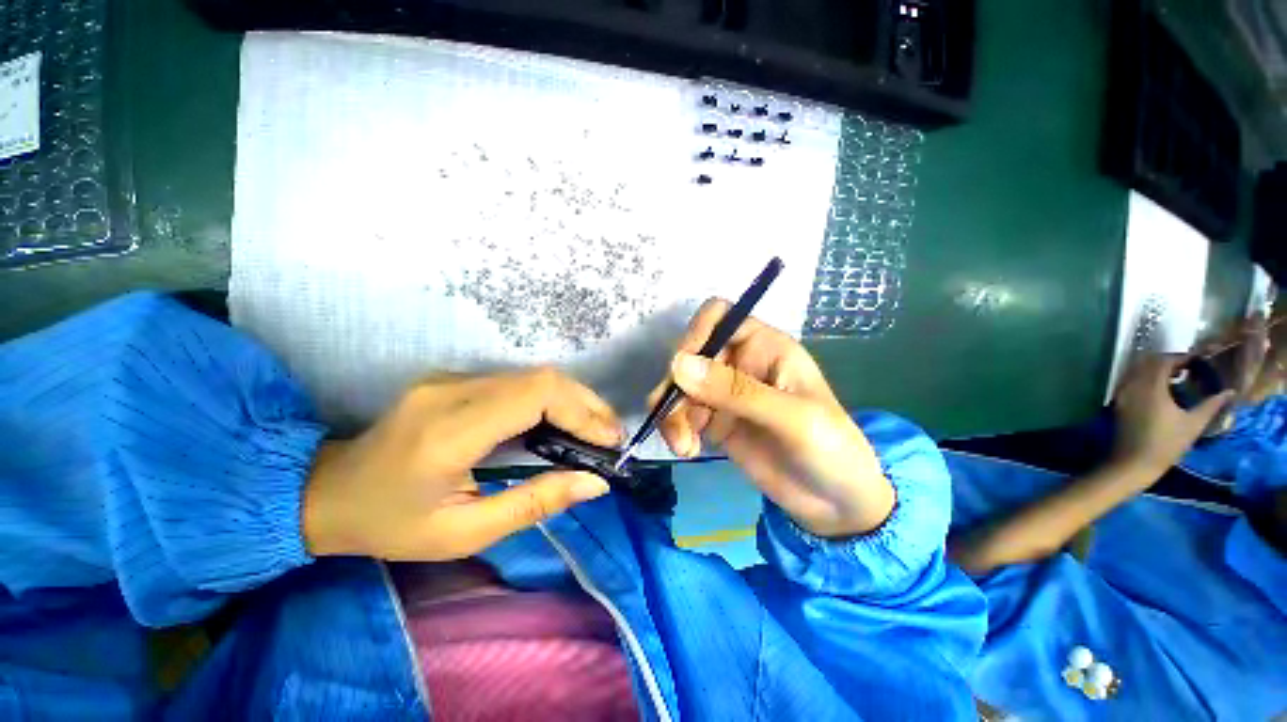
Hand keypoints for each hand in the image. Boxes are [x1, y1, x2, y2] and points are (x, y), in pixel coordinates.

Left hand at [303, 369, 621, 560]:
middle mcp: (453, 390)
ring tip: (596, 430)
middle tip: (611, 436)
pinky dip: (551, 399)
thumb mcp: (463, 533)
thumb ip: (535, 503)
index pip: (536, 395)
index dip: (581, 411)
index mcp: (450, 430)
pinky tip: (563, 421)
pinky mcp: (456, 379)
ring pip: (534, 375)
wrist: (326, 492)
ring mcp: (452, 378)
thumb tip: (594, 483)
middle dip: (587, 403)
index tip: (609, 441)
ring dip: (573, 399)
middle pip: (541, 378)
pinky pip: (518, 381)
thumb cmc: (391, 524)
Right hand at [651, 299, 894, 537]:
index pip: (718, 317)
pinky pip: (682, 414)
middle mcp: (740, 363)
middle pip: (690, 354)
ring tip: (682, 445)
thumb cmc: (829, 449)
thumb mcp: (791, 417)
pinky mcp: (715, 421)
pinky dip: (675, 428)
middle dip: (676, 386)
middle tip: (678, 419)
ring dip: (672, 412)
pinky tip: (686, 449)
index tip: (681, 369)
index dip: (695, 334)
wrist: (835, 503)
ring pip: (680, 386)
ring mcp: (724, 393)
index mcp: (764, 346)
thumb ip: (736, 391)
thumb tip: (678, 364)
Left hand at [1111, 354, 1234, 476]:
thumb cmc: (1166, 444)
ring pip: (1137, 371)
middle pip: (1148, 363)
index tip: (1197, 361)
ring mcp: (1122, 394)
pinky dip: (1145, 378)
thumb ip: (1211, 404)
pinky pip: (1130, 382)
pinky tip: (1160, 389)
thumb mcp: (1194, 424)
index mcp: (1151, 387)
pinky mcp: (1118, 402)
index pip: (1163, 361)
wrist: (1133, 462)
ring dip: (1155, 369)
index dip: (1180, 358)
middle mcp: (1132, 385)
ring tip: (1177, 377)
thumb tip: (1230, 392)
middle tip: (1188, 368)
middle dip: (1168, 362)